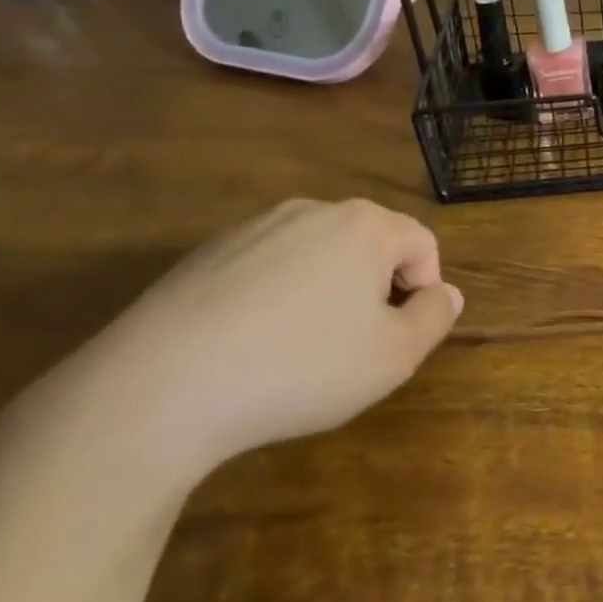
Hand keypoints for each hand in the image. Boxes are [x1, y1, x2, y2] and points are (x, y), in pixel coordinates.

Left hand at [38, 199, 462, 483]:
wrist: (157, 389)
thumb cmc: (300, 367)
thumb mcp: (395, 356)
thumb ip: (435, 318)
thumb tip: (445, 293)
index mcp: (363, 225)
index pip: (422, 244)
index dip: (425, 291)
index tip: (401, 337)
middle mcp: (311, 212)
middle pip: (370, 244)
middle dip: (376, 291)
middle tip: (357, 346)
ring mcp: (251, 230)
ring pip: (317, 257)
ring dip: (327, 295)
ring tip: (302, 351)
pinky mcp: (204, 257)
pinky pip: (266, 271)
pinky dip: (276, 301)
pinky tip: (251, 349)